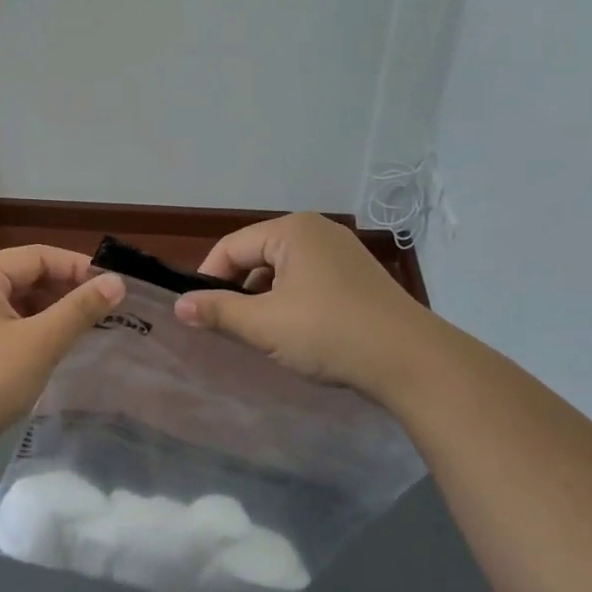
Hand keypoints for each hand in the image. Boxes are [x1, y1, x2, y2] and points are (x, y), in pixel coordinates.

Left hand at [0, 246, 125, 449]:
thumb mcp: (40, 342)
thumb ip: (80, 309)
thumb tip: (117, 281)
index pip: (39, 256)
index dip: (79, 268)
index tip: (116, 288)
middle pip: (27, 276)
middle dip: (67, 290)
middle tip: (108, 311)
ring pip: (18, 302)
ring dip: (52, 312)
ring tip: (88, 329)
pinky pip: (6, 324)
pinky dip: (33, 330)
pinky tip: (56, 347)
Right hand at [173, 214, 428, 394]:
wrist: (412, 361)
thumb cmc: (329, 333)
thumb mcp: (264, 324)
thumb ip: (217, 311)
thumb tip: (179, 305)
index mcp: (293, 230)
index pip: (231, 247)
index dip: (208, 279)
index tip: (199, 315)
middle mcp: (318, 231)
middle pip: (257, 256)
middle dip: (239, 290)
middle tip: (229, 327)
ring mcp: (342, 253)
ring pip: (283, 271)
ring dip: (265, 300)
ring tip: (262, 334)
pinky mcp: (358, 278)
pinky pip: (308, 282)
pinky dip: (292, 303)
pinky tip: (296, 333)